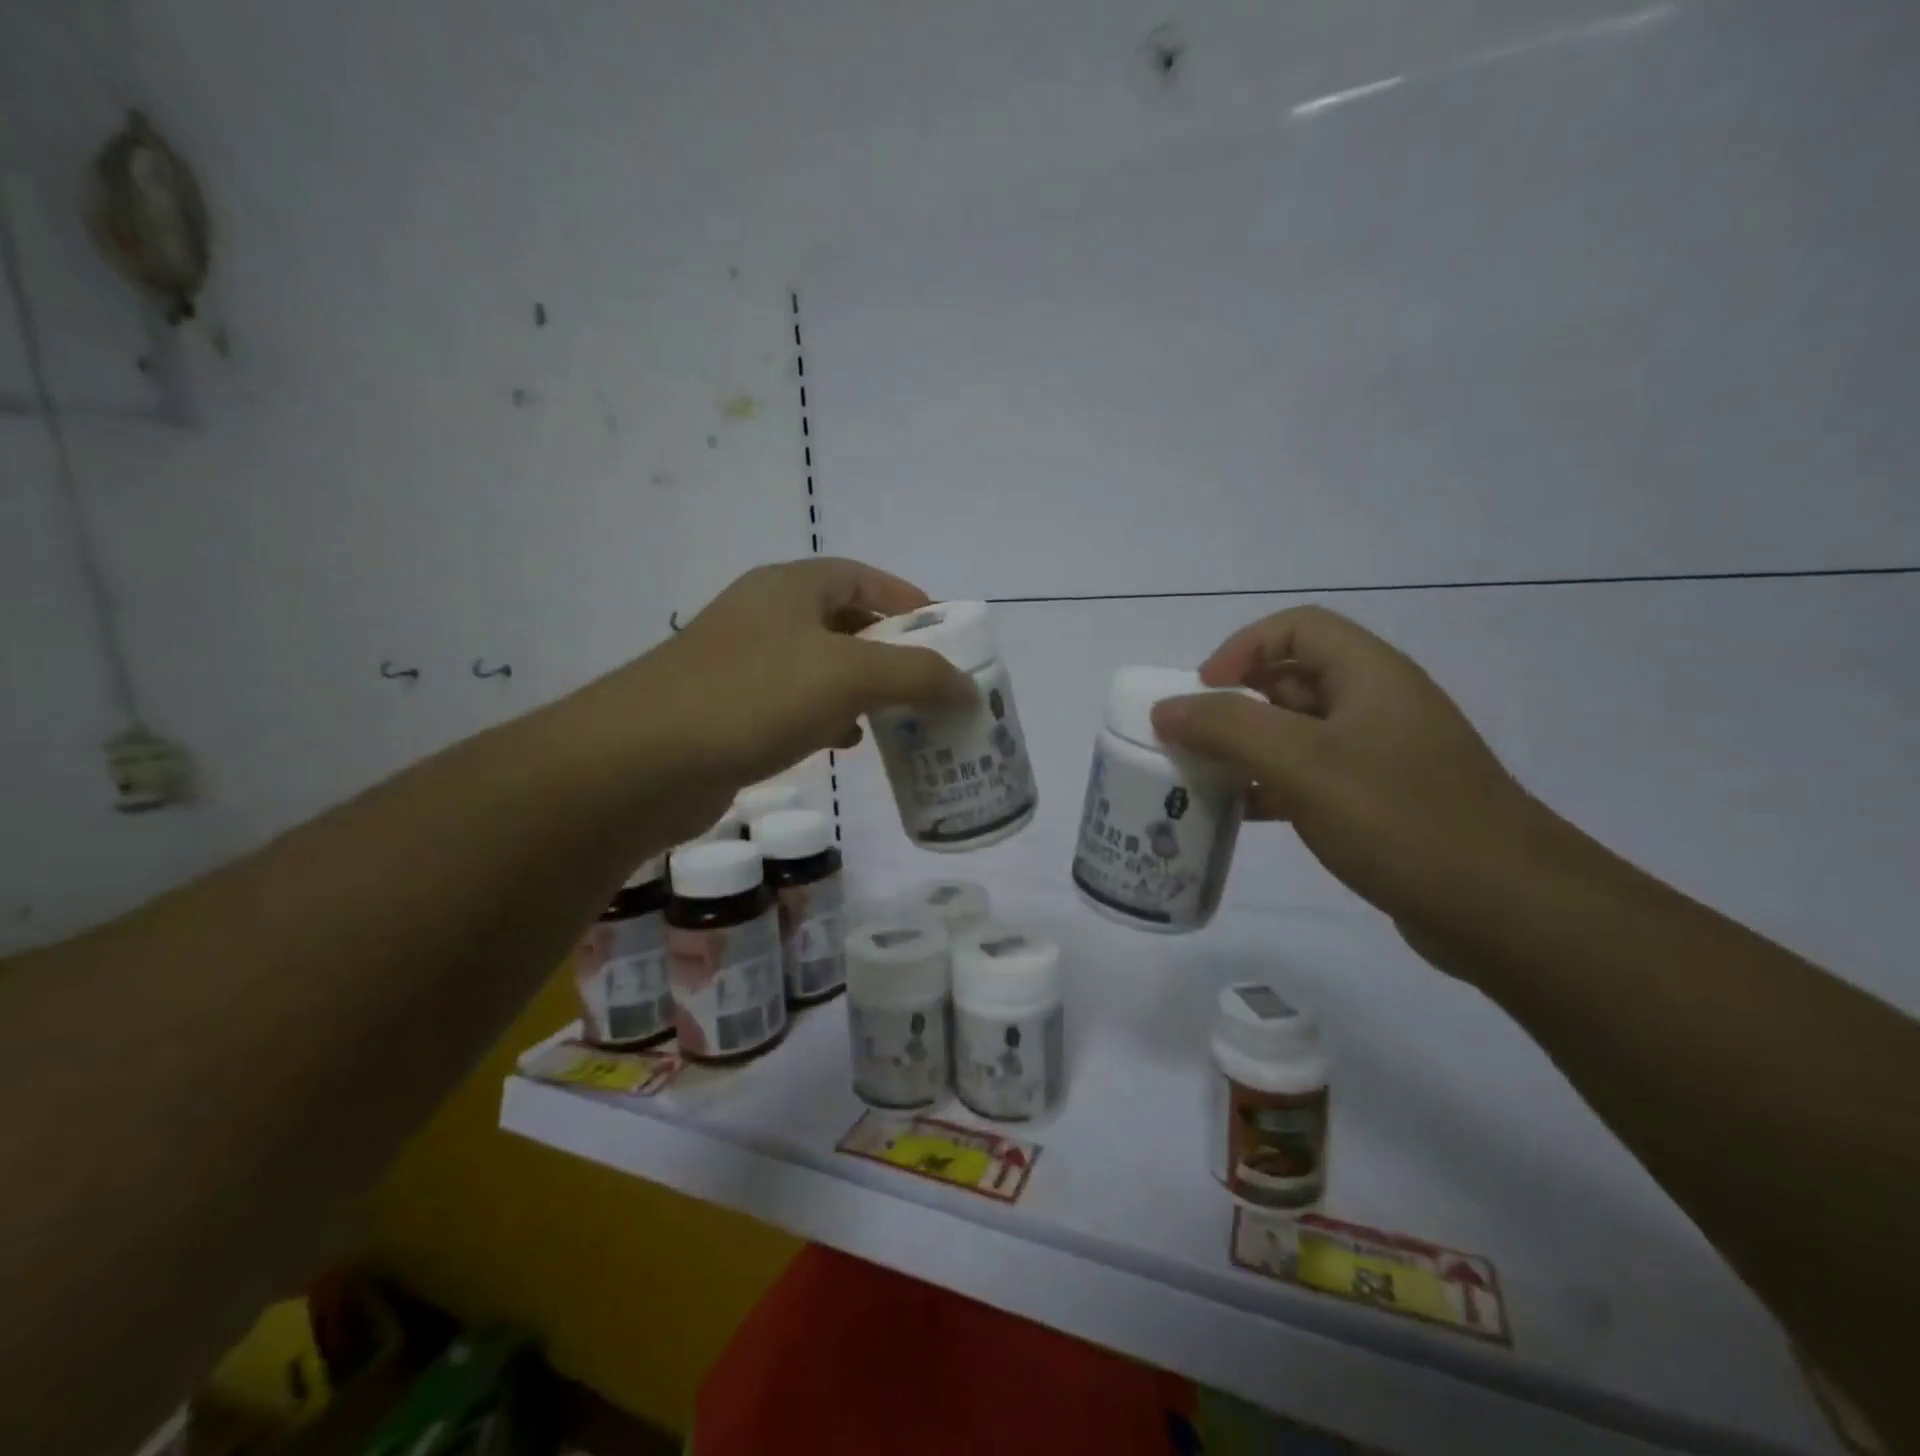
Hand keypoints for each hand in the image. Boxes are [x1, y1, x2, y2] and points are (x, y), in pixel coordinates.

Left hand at [635, 558, 974, 787]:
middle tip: (927, 682)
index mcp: (790, 587)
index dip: (906, 600)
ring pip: (818, 667)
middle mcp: (764, 615)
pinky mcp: (727, 710)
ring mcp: (741, 663)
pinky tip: (843, 744)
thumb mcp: (850, 676)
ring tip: (895, 717)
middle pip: (842, 622)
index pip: (861, 577)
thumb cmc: (754, 697)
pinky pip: (793, 704)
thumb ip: (918, 675)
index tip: (944, 633)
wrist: (642, 762)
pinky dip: (826, 718)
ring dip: (859, 688)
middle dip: (888, 650)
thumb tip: (969, 689)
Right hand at [1152, 606, 1560, 930]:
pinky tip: (1241, 815)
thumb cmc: (1401, 818)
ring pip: (1297, 735)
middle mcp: (1376, 707)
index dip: (1242, 647)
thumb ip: (1227, 727)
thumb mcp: (1303, 762)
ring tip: (1202, 778)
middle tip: (1191, 739)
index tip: (1202, 690)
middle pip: (1292, 680)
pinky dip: (1270, 787)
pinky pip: (1310, 780)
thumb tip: (1165, 708)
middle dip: (1235, 703)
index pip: (1297, 628)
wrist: (1506, 910)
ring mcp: (1380, 759)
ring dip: (1246, 749)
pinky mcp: (1379, 805)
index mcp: (1369, 676)